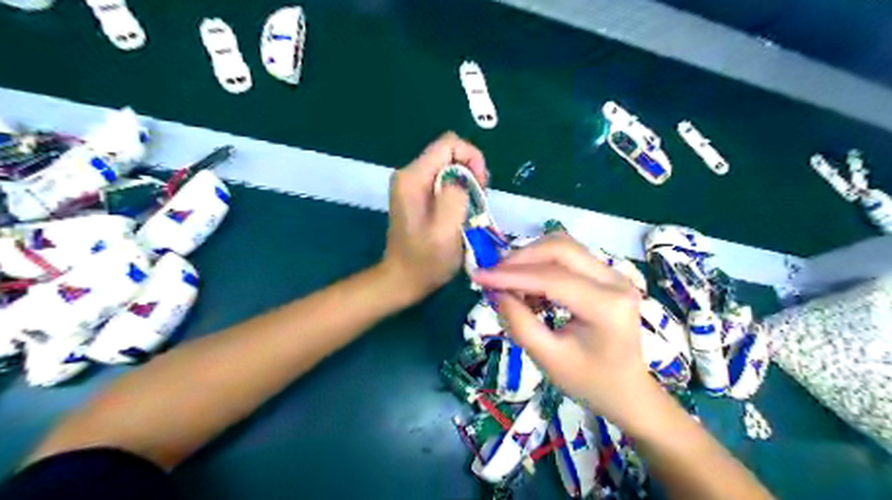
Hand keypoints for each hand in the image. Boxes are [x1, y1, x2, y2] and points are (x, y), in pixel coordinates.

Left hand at [378, 134, 484, 301]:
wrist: (402, 280)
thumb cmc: (425, 261)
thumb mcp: (445, 232)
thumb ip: (454, 197)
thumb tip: (462, 178)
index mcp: (413, 178)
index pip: (449, 143)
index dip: (472, 158)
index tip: (481, 186)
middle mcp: (409, 174)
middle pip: (449, 154)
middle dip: (471, 172)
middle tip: (479, 201)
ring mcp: (412, 184)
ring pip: (449, 167)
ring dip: (466, 185)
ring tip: (472, 209)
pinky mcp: (417, 195)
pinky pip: (444, 181)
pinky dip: (458, 193)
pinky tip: (462, 212)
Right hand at [472, 234, 652, 424]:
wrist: (627, 390)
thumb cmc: (590, 382)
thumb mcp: (548, 359)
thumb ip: (519, 323)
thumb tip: (496, 292)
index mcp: (607, 307)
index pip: (553, 278)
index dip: (512, 275)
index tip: (479, 276)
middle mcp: (615, 281)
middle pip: (560, 248)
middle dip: (521, 258)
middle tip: (494, 276)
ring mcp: (614, 274)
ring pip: (563, 247)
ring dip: (531, 259)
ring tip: (509, 283)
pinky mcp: (606, 275)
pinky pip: (568, 257)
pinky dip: (542, 266)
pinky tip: (529, 289)